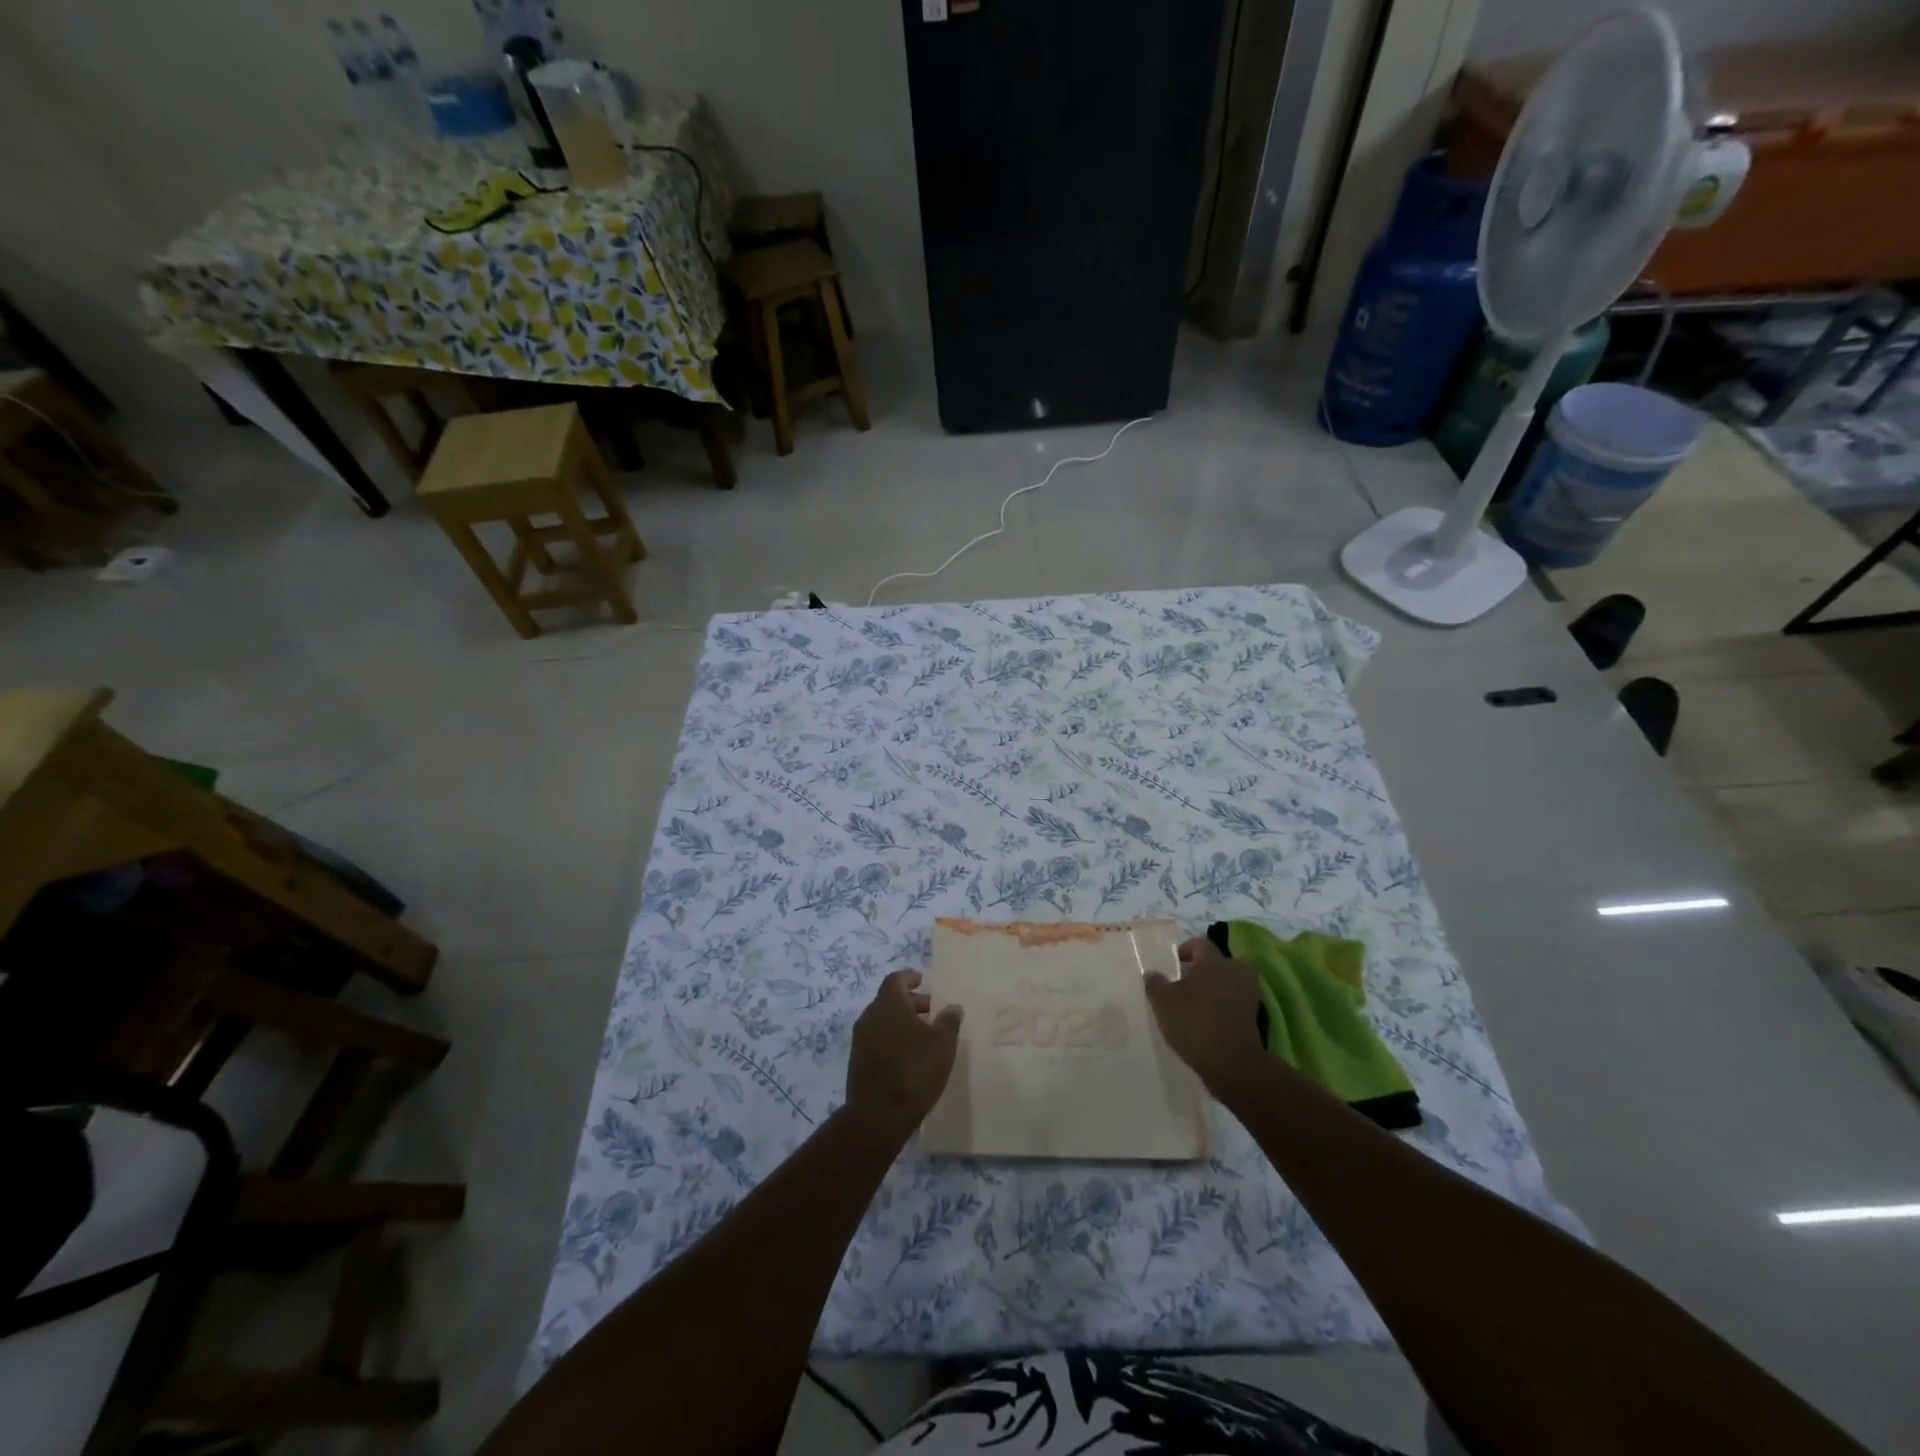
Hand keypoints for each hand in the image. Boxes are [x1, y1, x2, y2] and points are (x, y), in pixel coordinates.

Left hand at [845, 970, 962, 1137]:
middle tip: (932, 1012)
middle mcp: (870, 1016)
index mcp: (888, 1004)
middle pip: (889, 1000)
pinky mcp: (858, 1062)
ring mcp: (860, 1040)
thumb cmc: (914, 1070)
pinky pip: (878, 1040)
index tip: (922, 980)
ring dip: (902, 1023)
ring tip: (925, 1036)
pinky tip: (910, 1056)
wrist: (878, 1116)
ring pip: (883, 1021)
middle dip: (911, 1002)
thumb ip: (948, 1021)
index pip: (896, 979)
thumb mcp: (942, 1044)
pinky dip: (893, 1040)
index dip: (910, 978)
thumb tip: (952, 1007)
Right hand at [1145, 936, 1268, 1098]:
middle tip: (1188, 982)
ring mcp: (1248, 994)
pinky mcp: (1254, 1017)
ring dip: (1217, 988)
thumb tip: (1152, 973)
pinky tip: (1209, 1020)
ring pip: (1230, 982)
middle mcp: (1234, 972)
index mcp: (1213, 961)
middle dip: (1205, 969)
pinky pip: (1236, 1002)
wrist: (1231, 1063)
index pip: (1201, 943)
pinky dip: (1225, 1007)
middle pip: (1220, 962)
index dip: (1186, 949)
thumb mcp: (1163, 1002)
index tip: (1174, 963)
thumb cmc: (1194, 1022)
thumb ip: (1155, 983)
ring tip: (1198, 1003)